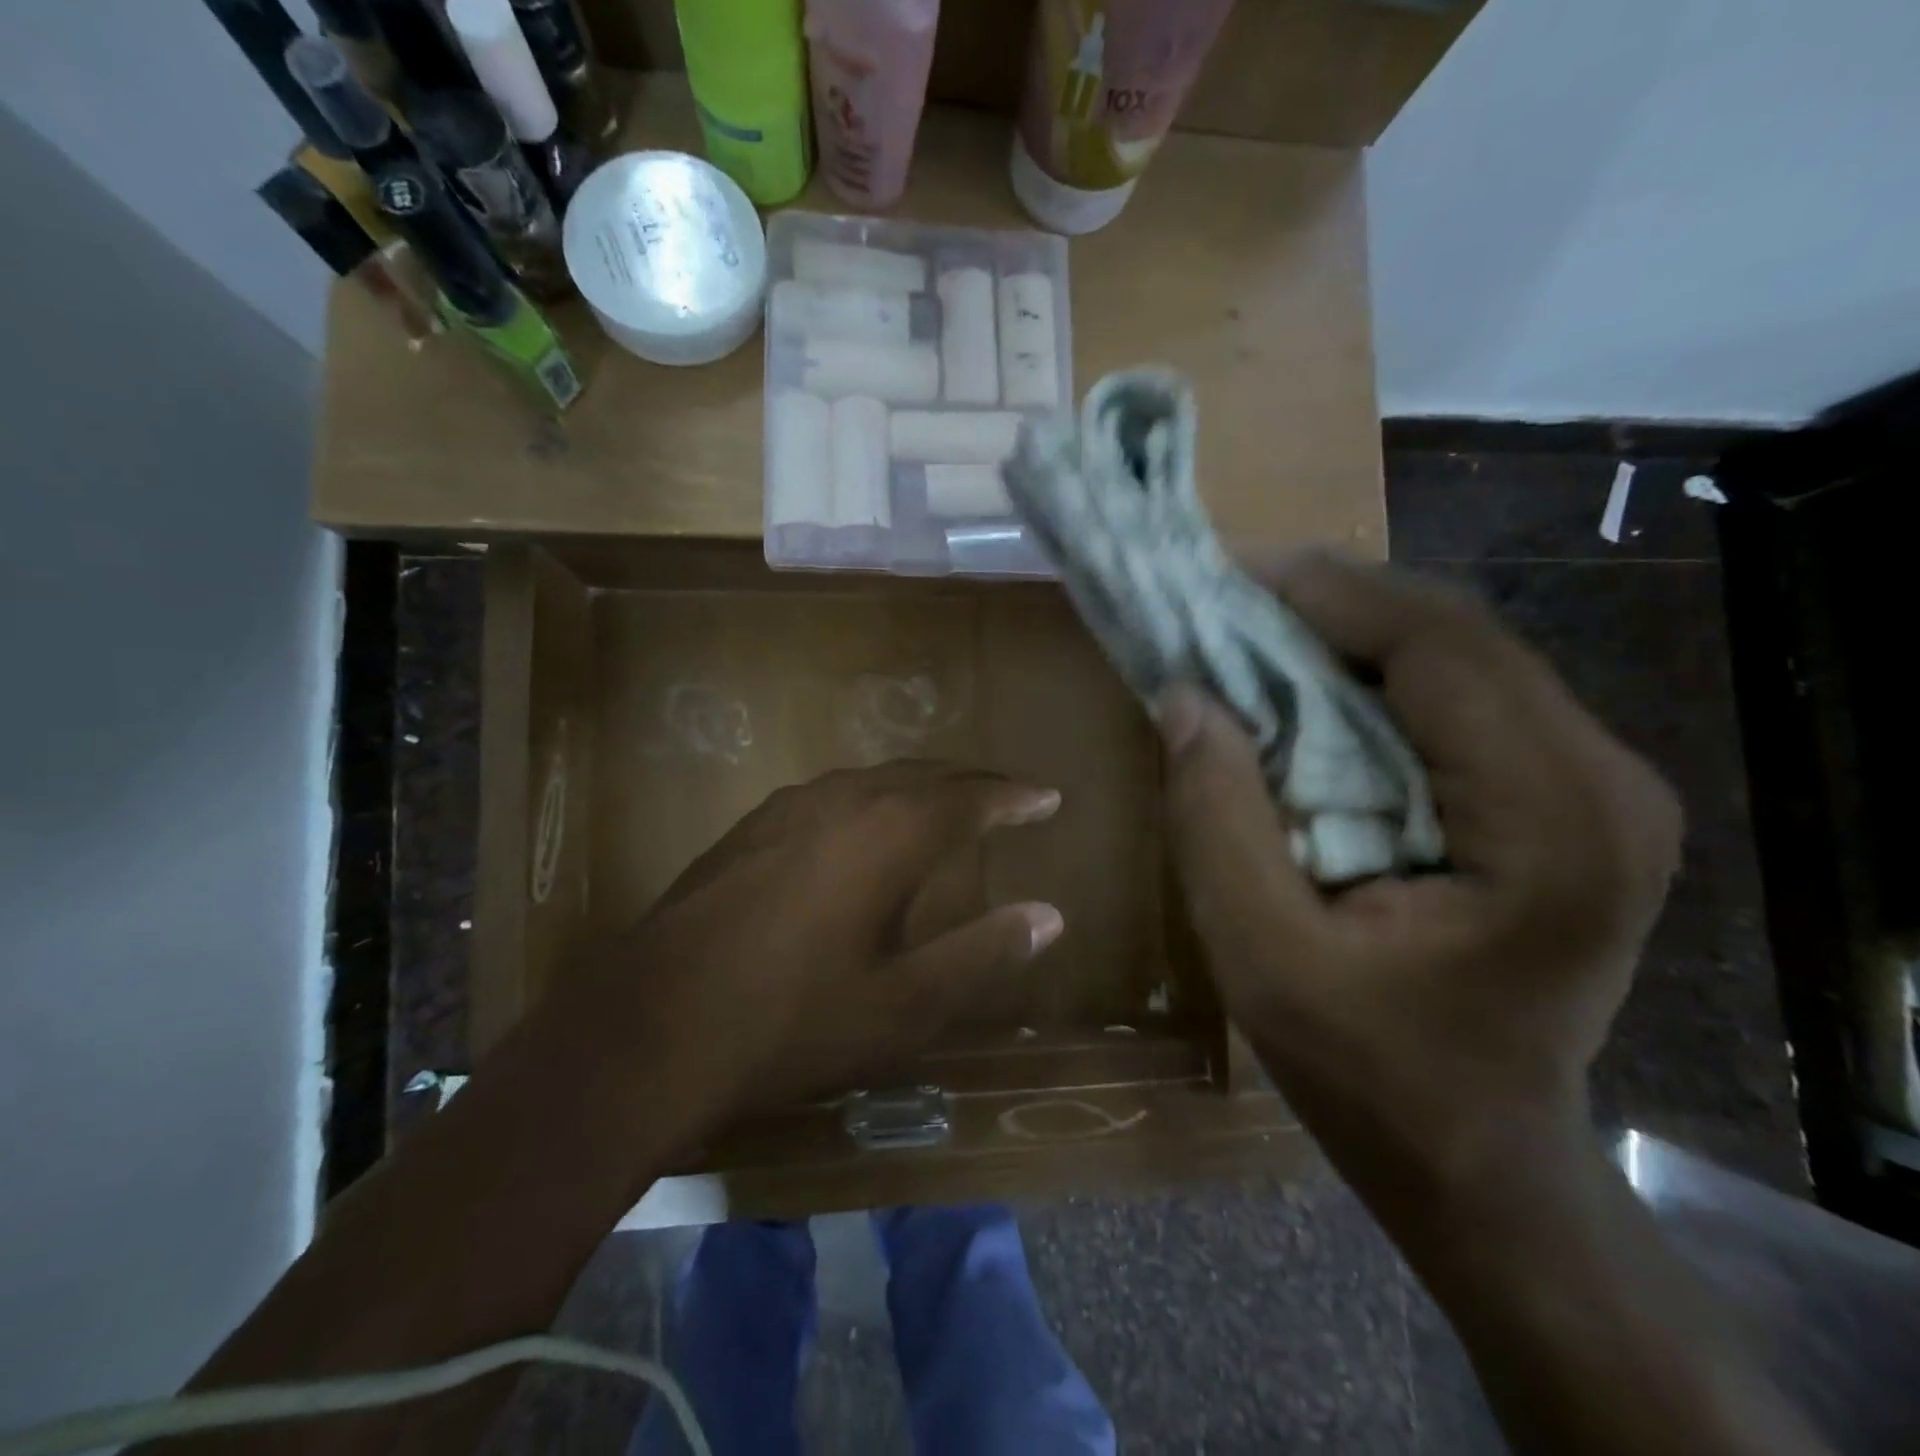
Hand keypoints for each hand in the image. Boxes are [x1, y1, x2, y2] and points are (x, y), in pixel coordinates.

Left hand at [555, 762, 1064, 1132]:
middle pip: (923, 775)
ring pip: (872, 779)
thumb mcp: (902, 1005)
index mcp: (888, 833)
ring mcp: (787, 809)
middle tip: (1007, 794)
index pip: (971, 798)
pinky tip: (861, 825)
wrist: (648, 1028)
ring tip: (945, 801)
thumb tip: (1049, 915)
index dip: (1014, 797)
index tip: (1049, 796)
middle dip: (971, 782)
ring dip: (918, 786)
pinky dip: (870, 799)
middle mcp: (842, 801)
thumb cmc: (790, 1021)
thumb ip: (980, 954)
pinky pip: (831, 795)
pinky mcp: (748, 828)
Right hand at [1158, 552, 1680, 1205]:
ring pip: (1455, 653)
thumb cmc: (1371, 1076)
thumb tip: (1184, 695)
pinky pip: (1455, 695)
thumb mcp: (1261, 958)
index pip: (1441, 646)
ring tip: (1247, 628)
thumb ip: (1216, 820)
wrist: (1477, 1157)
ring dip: (1344, 630)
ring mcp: (1594, 784)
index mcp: (1554, 824)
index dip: (1325, 592)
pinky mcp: (1561, 794)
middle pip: (1455, 633)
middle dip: (1328, 600)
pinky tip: (1300, 684)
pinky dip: (1368, 673)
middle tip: (1221, 595)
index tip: (1222, 573)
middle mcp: (1601, 781)